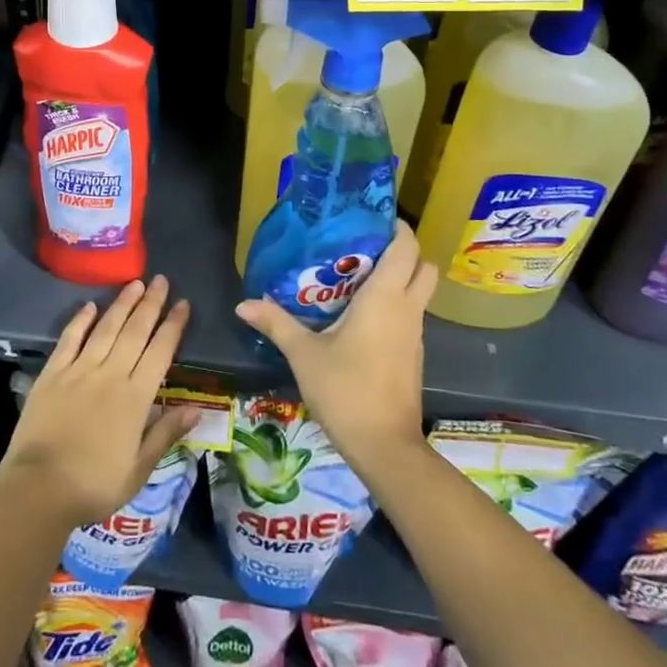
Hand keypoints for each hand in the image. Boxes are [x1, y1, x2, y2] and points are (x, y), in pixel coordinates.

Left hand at [0, 276, 197, 528]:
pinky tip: (90, 306)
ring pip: (105, 328)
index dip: (173, 326)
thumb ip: (166, 433)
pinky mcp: (52, 374)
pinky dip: (80, 321)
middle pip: (135, 332)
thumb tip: (197, 408)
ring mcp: (79, 370)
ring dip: (122, 304)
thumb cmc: (94, 485)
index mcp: (135, 397)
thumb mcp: (138, 469)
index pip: (160, 351)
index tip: (183, 303)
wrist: (39, 489)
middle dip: (151, 304)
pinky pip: (69, 340)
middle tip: (161, 279)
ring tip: (135, 283)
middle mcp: (110, 374)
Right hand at [235, 221, 432, 473]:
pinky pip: (411, 316)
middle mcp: (407, 309)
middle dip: (403, 252)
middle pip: (423, 266)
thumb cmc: (346, 390)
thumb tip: (243, 303)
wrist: (384, 447)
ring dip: (399, 280)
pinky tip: (362, 317)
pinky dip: (396, 306)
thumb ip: (276, 323)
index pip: (406, 247)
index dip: (397, 227)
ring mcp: (415, 334)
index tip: (371, 219)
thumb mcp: (304, 354)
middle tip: (366, 250)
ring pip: (419, 293)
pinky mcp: (414, 356)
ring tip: (357, 279)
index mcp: (386, 298)